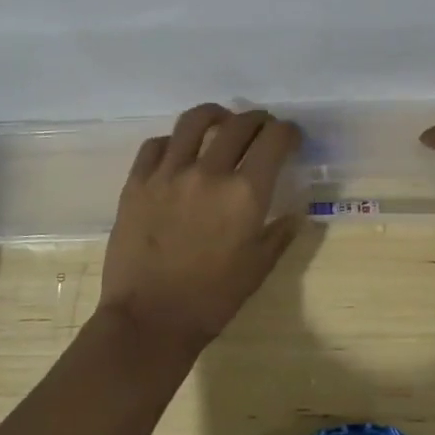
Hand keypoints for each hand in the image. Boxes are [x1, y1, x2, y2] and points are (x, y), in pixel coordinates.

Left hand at [99, 104, 305, 352]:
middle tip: (262, 128)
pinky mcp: (137, 181)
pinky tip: (178, 150)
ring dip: (215, 115)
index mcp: (245, 194)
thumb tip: (298, 213)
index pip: (274, 140)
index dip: (288, 133)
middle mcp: (208, 172)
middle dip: (258, 120)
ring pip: (194, 121)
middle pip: (239, 124)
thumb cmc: (211, 300)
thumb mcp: (257, 269)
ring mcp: (168, 173)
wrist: (148, 320)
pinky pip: (156, 144)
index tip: (290, 138)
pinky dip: (173, 141)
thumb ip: (280, 234)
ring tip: (221, 120)